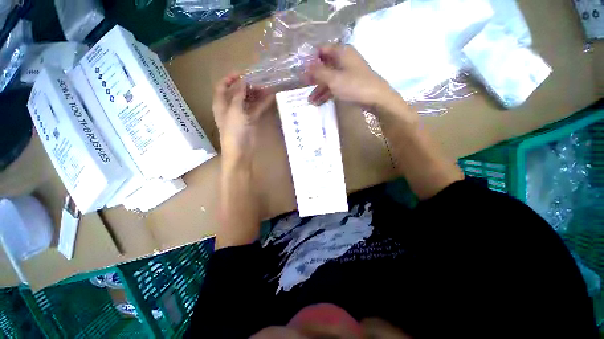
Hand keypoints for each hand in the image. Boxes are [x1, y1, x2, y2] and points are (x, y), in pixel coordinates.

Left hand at [212, 73, 274, 163]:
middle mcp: (231, 107)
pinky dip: (263, 104)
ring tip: (267, 88)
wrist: (240, 151)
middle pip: (238, 93)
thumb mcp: (234, 111)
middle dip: (247, 86)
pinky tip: (270, 97)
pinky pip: (257, 109)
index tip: (243, 73)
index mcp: (221, 104)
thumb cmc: (233, 131)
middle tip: (259, 81)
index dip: (230, 78)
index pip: (222, 87)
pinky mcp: (251, 121)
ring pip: (249, 100)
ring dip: (257, 94)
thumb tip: (244, 82)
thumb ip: (239, 95)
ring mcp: (242, 114)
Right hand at [305, 45, 397, 107]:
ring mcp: (347, 73)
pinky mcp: (349, 84)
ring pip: (329, 78)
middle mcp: (344, 60)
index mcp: (341, 52)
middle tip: (304, 86)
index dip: (311, 60)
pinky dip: (327, 94)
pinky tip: (318, 103)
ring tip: (310, 101)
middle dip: (314, 77)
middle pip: (324, 66)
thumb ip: (318, 72)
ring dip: (319, 89)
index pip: (321, 50)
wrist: (376, 98)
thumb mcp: (333, 78)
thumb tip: (305, 67)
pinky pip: (335, 87)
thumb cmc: (354, 85)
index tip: (303, 71)